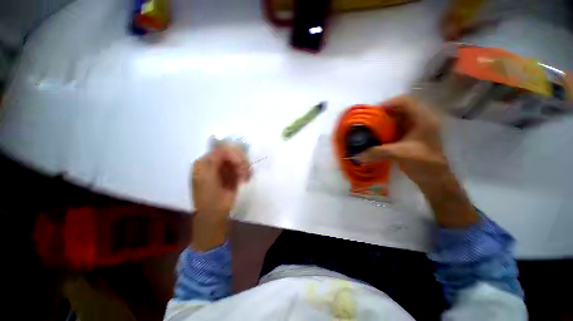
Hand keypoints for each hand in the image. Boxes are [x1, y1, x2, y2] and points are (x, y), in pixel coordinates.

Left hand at [190, 147, 249, 249]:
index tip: (241, 164)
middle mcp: (215, 163)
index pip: (221, 150)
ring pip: (239, 160)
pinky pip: (242, 168)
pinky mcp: (233, 175)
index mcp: (204, 163)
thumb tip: (226, 148)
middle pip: (231, 153)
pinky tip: (247, 178)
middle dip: (240, 161)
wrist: (214, 215)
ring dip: (245, 167)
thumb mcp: (207, 177)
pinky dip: (246, 172)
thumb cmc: (208, 197)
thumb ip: (214, 160)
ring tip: (246, 177)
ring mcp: (225, 169)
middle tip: (246, 171)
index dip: (232, 154)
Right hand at [357, 95, 477, 227]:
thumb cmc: (423, 163)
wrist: (434, 179)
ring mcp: (416, 128)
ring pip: (397, 118)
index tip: (372, 113)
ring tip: (370, 128)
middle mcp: (420, 120)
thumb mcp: (399, 155)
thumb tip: (355, 155)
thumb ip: (376, 153)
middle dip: (383, 113)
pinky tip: (377, 136)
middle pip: (399, 108)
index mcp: (423, 119)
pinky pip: (396, 127)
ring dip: (384, 121)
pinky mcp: (411, 136)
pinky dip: (386, 129)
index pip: (404, 101)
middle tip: (368, 121)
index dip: (387, 104)